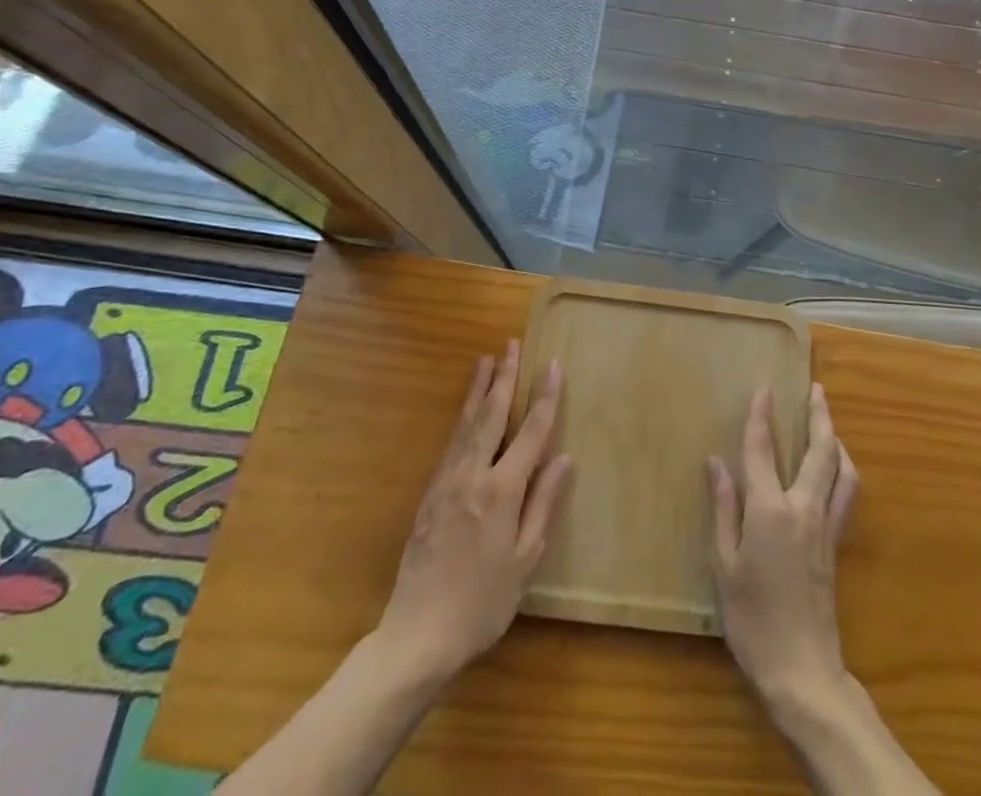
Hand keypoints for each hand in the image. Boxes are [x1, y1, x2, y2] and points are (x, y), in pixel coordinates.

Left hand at [374, 341, 570, 685]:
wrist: (417, 636)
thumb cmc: (482, 603)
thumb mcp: (524, 559)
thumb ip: (544, 503)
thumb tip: (563, 457)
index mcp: (502, 491)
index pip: (530, 431)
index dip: (544, 397)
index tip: (552, 365)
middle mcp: (473, 475)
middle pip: (492, 414)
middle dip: (505, 376)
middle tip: (512, 344)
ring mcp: (447, 481)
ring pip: (467, 423)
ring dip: (480, 389)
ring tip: (487, 360)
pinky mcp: (430, 493)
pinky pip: (451, 442)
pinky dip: (463, 416)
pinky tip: (467, 409)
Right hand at [707, 383, 859, 714]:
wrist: (802, 671)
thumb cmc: (752, 620)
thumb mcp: (724, 566)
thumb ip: (723, 509)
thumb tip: (716, 462)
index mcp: (770, 511)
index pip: (763, 450)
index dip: (761, 416)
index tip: (764, 388)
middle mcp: (804, 508)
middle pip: (820, 450)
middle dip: (819, 415)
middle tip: (816, 389)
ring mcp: (825, 526)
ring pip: (841, 469)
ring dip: (836, 439)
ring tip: (828, 422)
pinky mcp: (835, 544)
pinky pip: (846, 493)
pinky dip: (843, 469)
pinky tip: (836, 468)